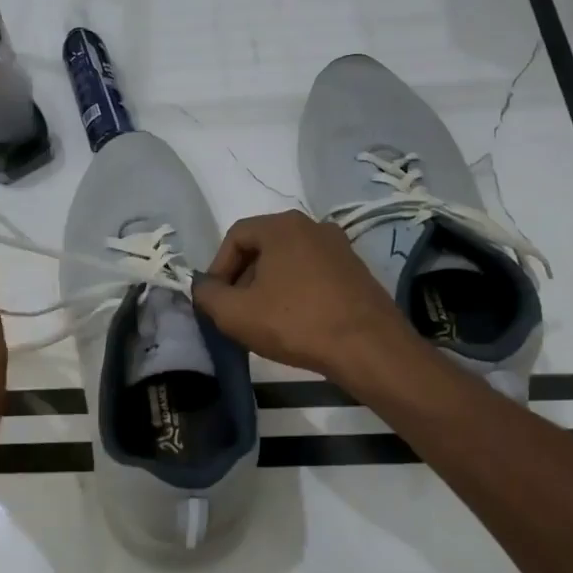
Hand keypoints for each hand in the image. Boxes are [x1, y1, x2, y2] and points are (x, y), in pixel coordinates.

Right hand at [191, 211, 414, 383]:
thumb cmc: (296, 323)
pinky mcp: (356, 271)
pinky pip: (313, 275)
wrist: (369, 347)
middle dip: (243, 278)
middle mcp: (313, 226)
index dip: (218, 267)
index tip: (216, 299)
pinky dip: (296, 292)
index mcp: (283, 226)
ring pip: (289, 262)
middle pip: (263, 247)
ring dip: (269, 287)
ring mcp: (340, 248)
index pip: (236, 236)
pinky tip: (295, 323)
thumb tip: (203, 288)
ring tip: (264, 321)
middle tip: (236, 311)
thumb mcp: (236, 314)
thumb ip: (208, 295)